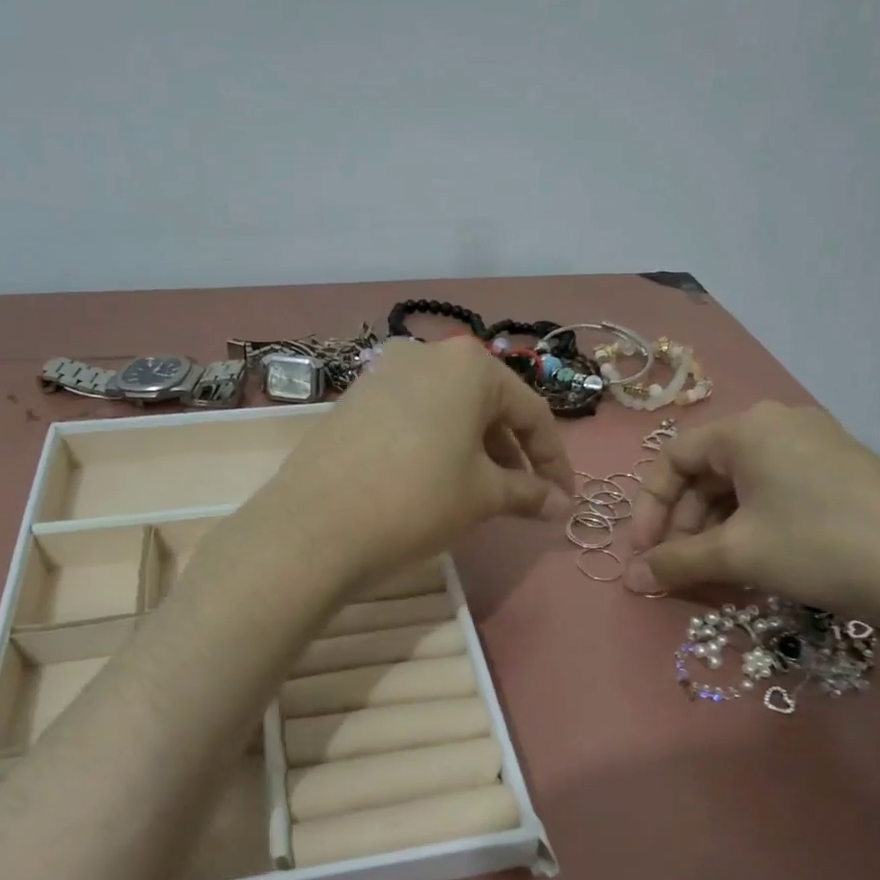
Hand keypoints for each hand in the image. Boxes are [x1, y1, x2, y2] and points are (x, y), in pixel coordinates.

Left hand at [257, 337, 575, 587]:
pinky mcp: (355, 397)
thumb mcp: (482, 496)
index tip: (564, 498)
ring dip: (476, 450)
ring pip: (449, 411)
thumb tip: (562, 506)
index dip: (553, 460)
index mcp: (469, 365)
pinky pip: (414, 416)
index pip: (531, 412)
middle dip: (512, 454)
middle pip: (488, 406)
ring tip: (482, 494)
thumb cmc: (417, 500)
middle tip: (524, 498)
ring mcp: (384, 372)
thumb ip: (528, 494)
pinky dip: (438, 444)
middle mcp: (427, 354)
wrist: (315, 525)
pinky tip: (436, 480)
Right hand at [626, 401, 879, 637]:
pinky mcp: (841, 476)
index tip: (642, 553)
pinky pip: (775, 496)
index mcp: (748, 428)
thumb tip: (630, 579)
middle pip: (706, 472)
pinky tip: (753, 565)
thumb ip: (676, 562)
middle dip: (682, 523)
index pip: (673, 457)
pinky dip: (751, 528)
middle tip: (676, 569)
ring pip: (741, 488)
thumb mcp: (739, 554)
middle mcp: (779, 426)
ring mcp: (816, 449)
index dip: (649, 506)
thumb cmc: (823, 546)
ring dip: (715, 531)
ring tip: (712, 574)